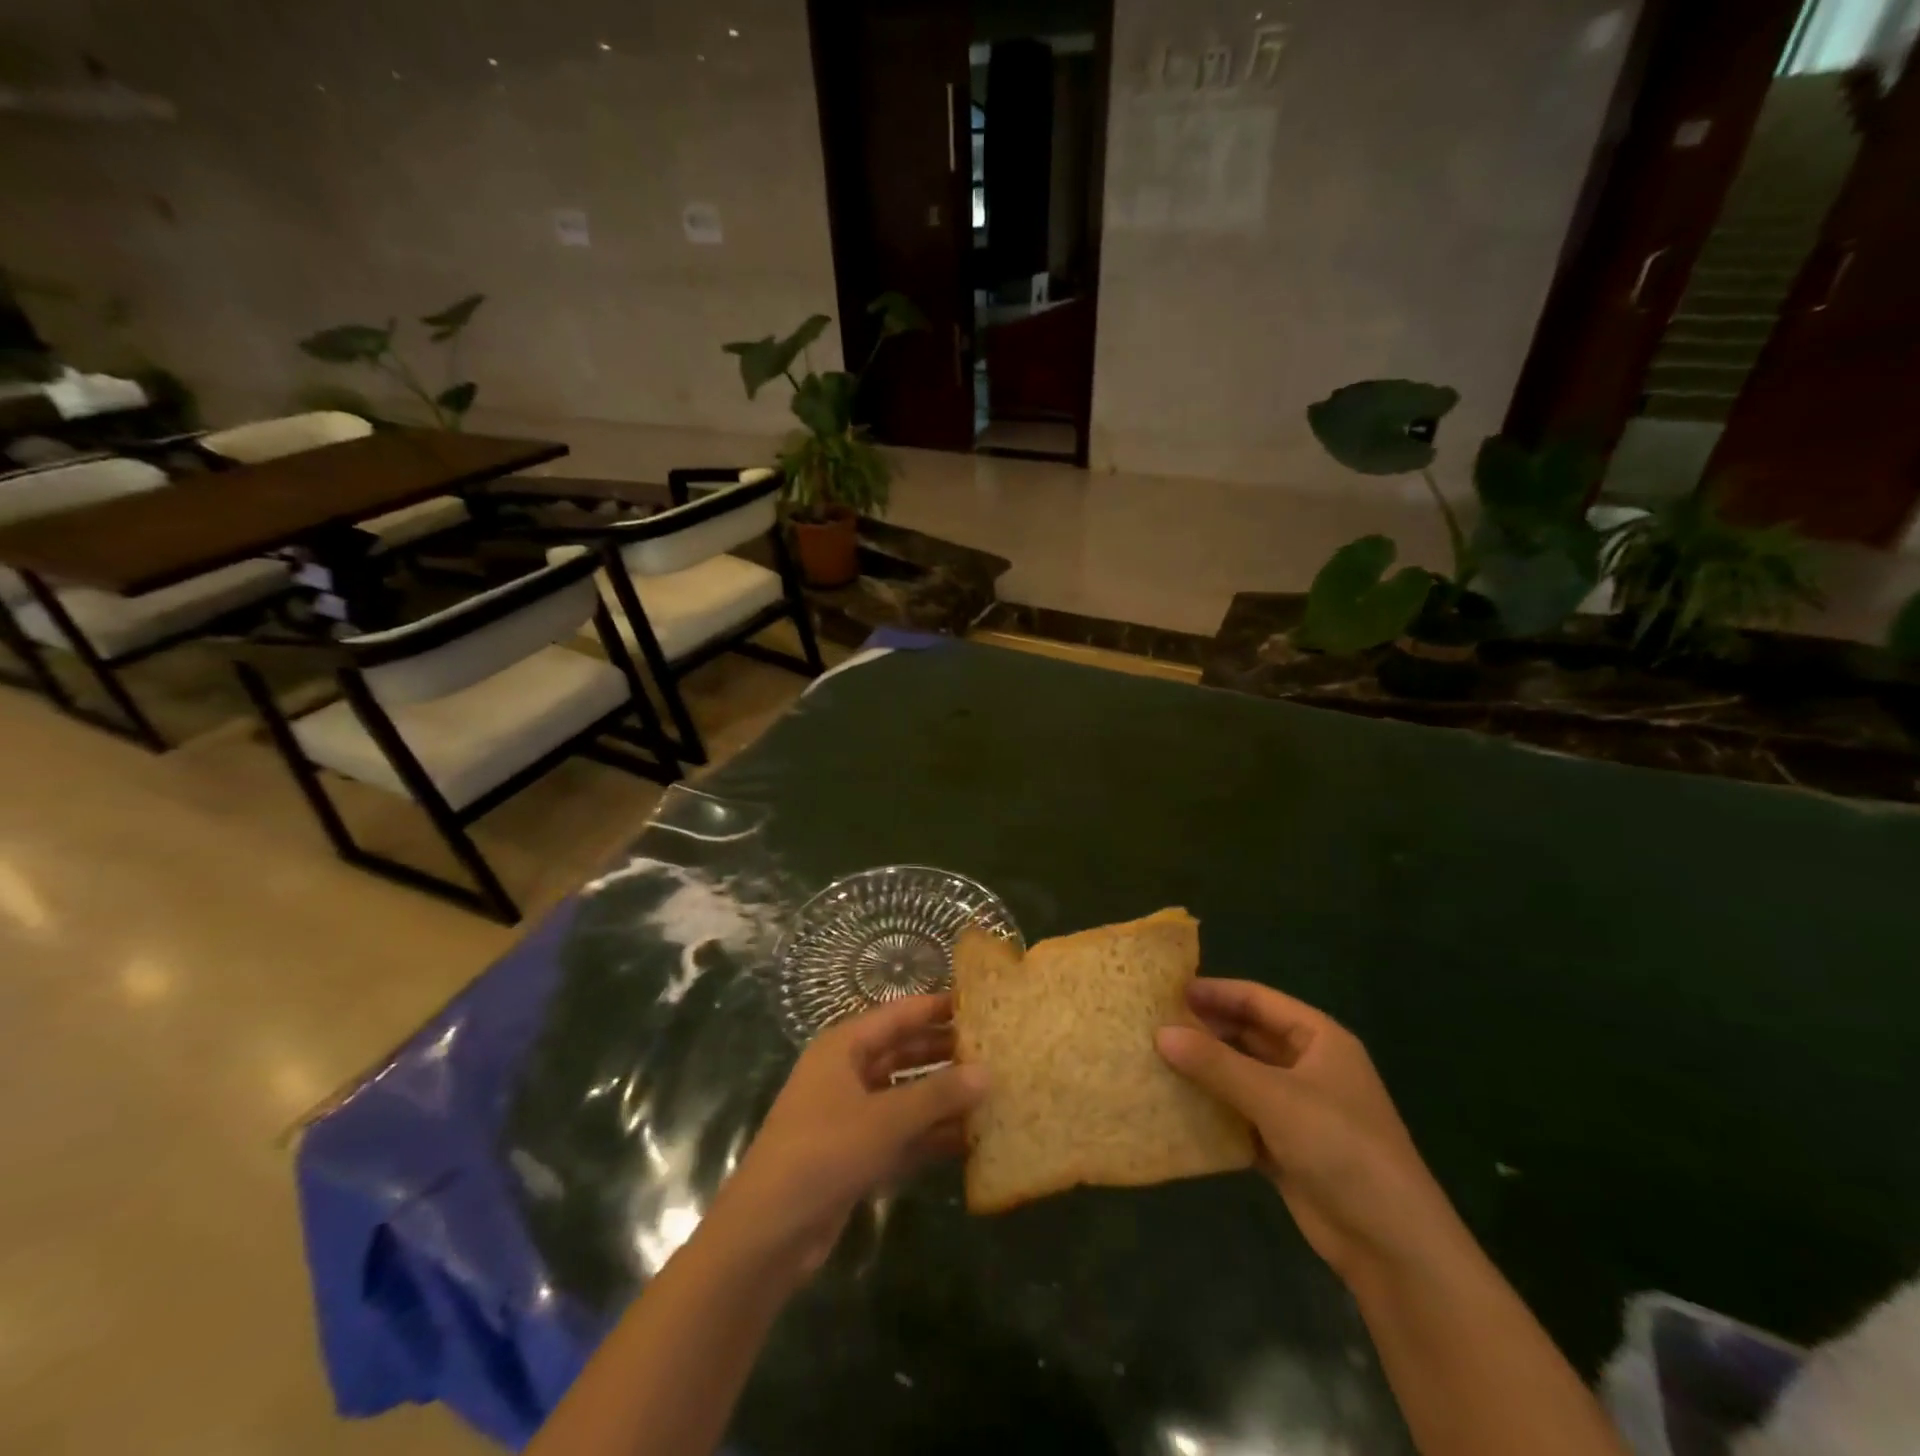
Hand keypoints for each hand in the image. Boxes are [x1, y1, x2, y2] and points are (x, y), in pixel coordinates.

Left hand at [708, 993, 987, 1276]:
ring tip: (992, 1091)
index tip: (980, 1004)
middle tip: (995, 1050)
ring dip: (942, 1096)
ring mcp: (851, 1115)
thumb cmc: (823, 1153)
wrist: (768, 1233)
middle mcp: (848, 1073)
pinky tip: (970, 1138)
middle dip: (945, 1052)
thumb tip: (988, 1072)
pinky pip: (902, 1133)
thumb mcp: (885, 1120)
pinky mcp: (857, 1154)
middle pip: (904, 1052)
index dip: (937, 1008)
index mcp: (844, 1048)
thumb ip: (938, 1095)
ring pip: (906, 1095)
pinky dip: (930, 1134)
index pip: (899, 1015)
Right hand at [1156, 980, 1460, 1286]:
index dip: (1214, 992)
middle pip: (1247, 1036)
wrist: (1391, 1245)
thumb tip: (1160, 1033)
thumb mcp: (1275, 1097)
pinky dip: (1212, 1109)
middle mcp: (1307, 1066)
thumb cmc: (1340, 1147)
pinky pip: (1239, 1115)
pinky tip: (1174, 1105)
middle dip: (1204, 1031)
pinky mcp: (1285, 1146)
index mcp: (1318, 1039)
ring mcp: (1297, 1108)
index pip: (1257, 1000)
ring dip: (1204, 1070)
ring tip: (1154, 1059)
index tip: (1167, 991)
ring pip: (1240, 1076)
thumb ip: (1215, 1063)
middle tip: (1152, 1025)